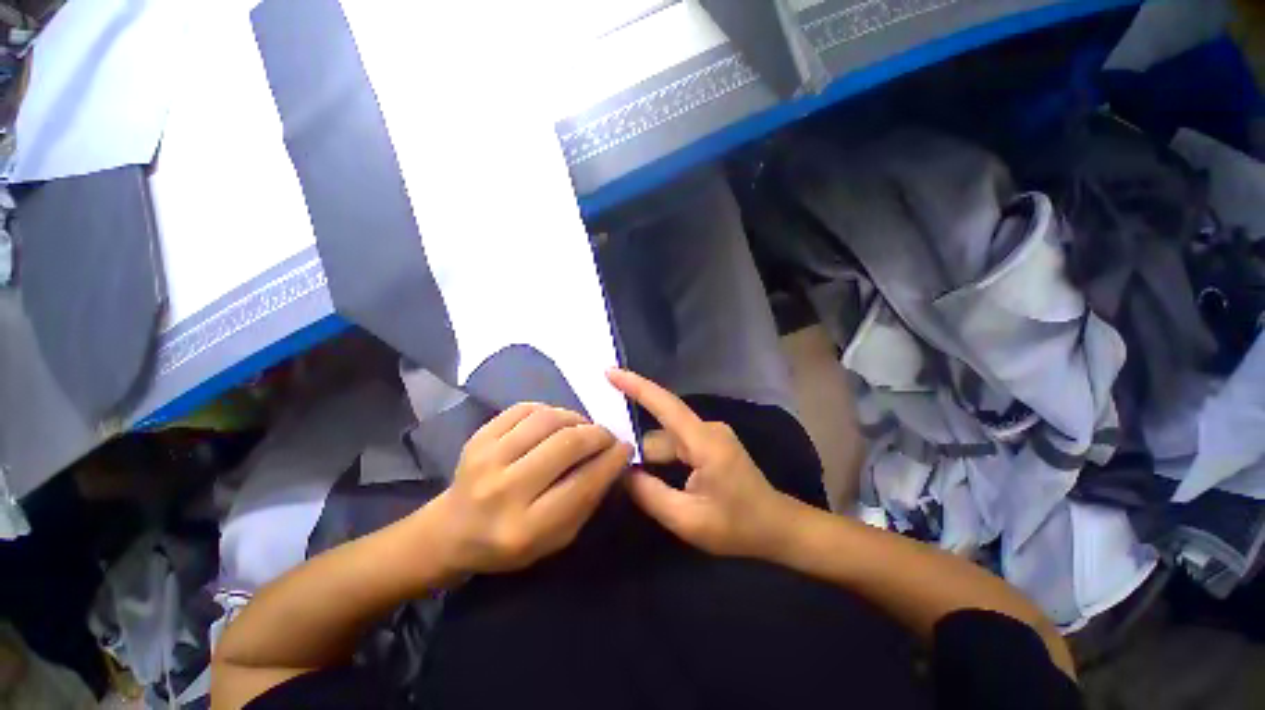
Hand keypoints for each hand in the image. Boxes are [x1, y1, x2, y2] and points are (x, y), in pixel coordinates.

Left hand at [431, 403, 631, 574]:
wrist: (451, 531)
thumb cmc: (510, 543)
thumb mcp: (556, 538)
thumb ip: (588, 500)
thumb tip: (614, 459)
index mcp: (525, 527)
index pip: (583, 483)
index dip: (612, 460)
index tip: (626, 448)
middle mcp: (503, 490)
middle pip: (566, 444)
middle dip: (598, 434)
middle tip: (607, 436)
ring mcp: (486, 458)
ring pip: (547, 419)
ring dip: (576, 418)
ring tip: (583, 428)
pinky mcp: (477, 437)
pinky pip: (524, 408)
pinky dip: (549, 410)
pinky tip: (555, 422)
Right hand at [608, 369, 798, 558]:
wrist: (777, 527)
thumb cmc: (737, 525)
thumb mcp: (687, 519)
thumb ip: (649, 494)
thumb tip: (620, 472)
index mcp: (704, 441)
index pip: (664, 405)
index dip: (635, 386)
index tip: (610, 372)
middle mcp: (706, 429)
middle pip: (660, 432)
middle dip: (634, 447)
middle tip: (606, 464)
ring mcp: (710, 435)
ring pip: (667, 441)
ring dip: (648, 457)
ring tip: (626, 478)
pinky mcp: (711, 443)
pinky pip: (677, 445)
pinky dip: (661, 459)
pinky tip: (648, 476)